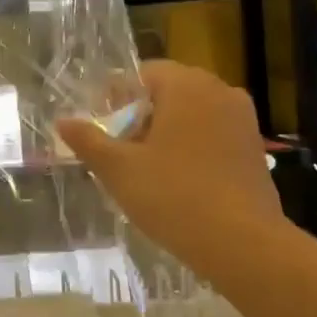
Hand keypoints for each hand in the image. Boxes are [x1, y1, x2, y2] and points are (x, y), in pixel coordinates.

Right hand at [56, 60, 282, 268]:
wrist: (242, 244)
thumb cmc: (173, 196)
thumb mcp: (118, 169)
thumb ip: (88, 140)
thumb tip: (62, 121)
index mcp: (186, 86)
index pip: (144, 73)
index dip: (117, 96)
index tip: (102, 126)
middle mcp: (220, 92)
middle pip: (170, 92)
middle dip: (141, 115)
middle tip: (119, 149)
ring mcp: (243, 121)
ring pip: (193, 114)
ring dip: (167, 132)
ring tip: (145, 168)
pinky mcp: (254, 150)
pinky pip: (213, 135)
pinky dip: (192, 148)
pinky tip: (177, 182)